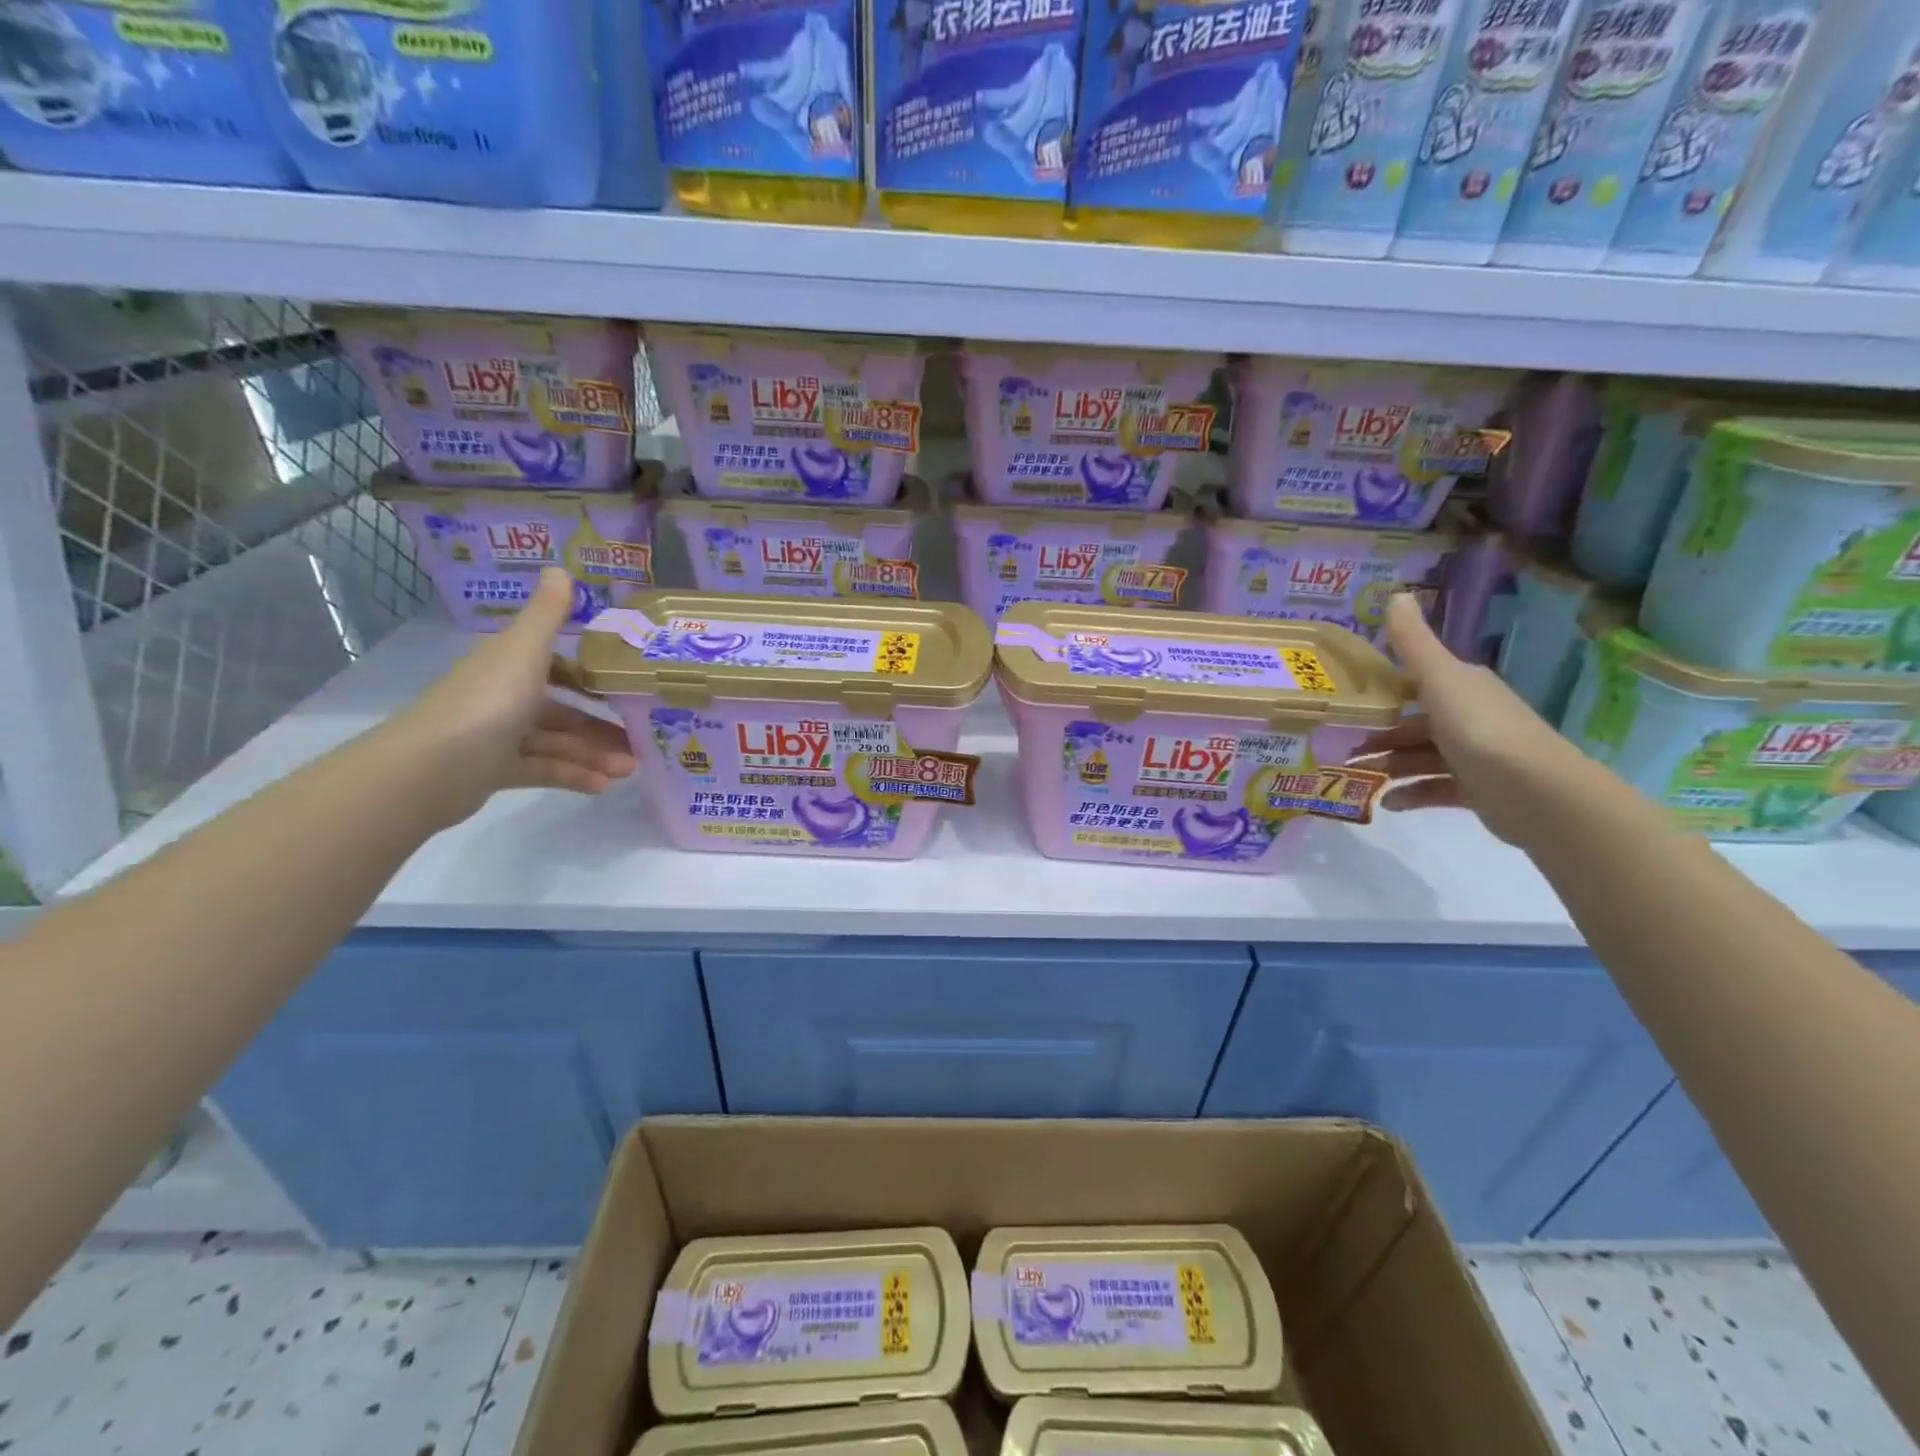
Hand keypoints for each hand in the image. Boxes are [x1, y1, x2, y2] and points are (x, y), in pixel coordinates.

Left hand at [388, 568, 636, 827]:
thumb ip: (548, 615)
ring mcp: (498, 735)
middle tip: (640, 739)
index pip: (554, 663)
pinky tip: (604, 786)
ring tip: (630, 769)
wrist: (430, 768)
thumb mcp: (524, 651)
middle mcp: (503, 695)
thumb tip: (561, 567)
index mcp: (509, 664)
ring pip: (557, 741)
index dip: (590, 673)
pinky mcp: (495, 770)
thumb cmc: (487, 702)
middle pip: (562, 708)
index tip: (627, 685)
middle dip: (602, 724)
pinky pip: (543, 769)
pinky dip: (573, 776)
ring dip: (594, 754)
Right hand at [1350, 593, 1584, 845]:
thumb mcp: (1439, 678)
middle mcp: (1470, 715)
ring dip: (1388, 766)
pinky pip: (1434, 788)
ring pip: (1420, 756)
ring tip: (1357, 776)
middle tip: (1342, 747)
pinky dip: (1409, 793)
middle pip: (1414, 723)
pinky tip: (1385, 801)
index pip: (1416, 683)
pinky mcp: (1477, 789)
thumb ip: (1412, 642)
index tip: (1345, 702)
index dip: (1381, 691)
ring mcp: (1476, 754)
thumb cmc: (1479, 728)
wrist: (1535, 791)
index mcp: (1462, 686)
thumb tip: (1395, 594)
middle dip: (1379, 735)